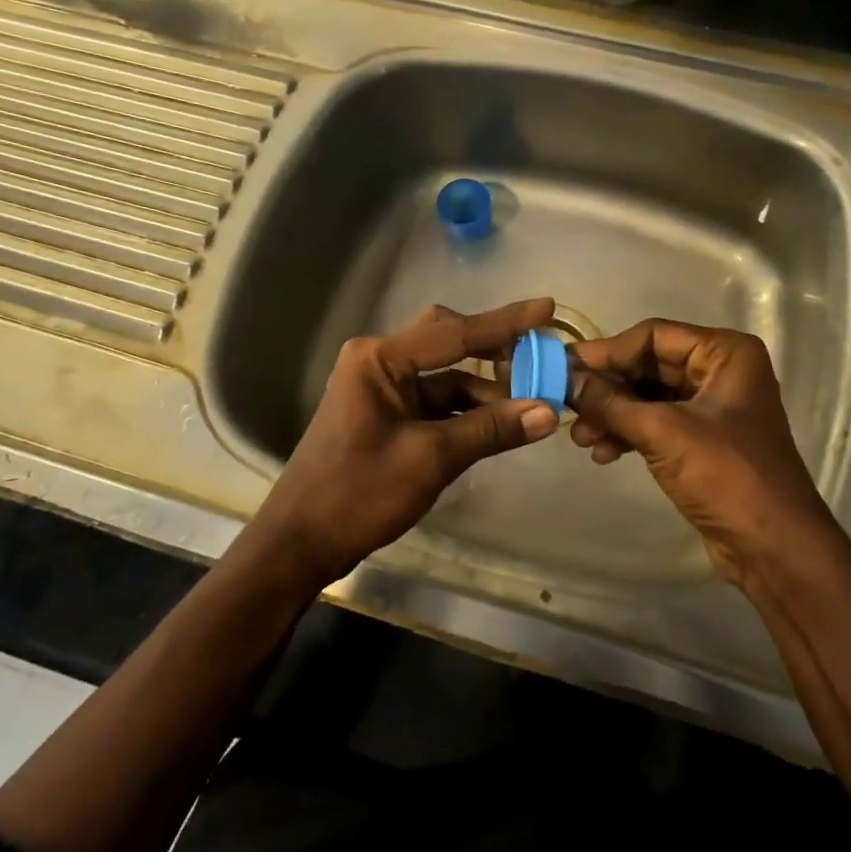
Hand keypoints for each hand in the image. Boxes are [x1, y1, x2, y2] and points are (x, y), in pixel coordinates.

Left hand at [258, 299, 560, 584]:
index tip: (547, 308)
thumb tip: (548, 412)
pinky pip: (436, 400)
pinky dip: (467, 410)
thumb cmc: (359, 493)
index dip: (505, 323)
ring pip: (445, 375)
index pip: (454, 333)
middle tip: (537, 354)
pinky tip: (500, 422)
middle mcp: (380, 362)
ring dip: (484, 388)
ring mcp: (382, 388)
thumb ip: (490, 430)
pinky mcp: (387, 414)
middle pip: (447, 341)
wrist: (301, 543)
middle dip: (492, 348)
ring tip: (531, 401)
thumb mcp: (431, 459)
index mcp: (380, 359)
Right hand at [568, 319, 830, 584]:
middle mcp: (720, 371)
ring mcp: (712, 407)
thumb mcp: (662, 432)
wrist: (773, 548)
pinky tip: (602, 453)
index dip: (607, 351)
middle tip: (566, 404)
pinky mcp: (702, 440)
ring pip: (648, 396)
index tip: (564, 367)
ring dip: (613, 414)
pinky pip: (656, 423)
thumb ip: (610, 402)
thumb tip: (563, 378)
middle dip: (608, 388)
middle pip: (648, 365)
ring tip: (581, 439)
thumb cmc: (726, 476)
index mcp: (725, 353)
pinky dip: (628, 433)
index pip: (653, 336)